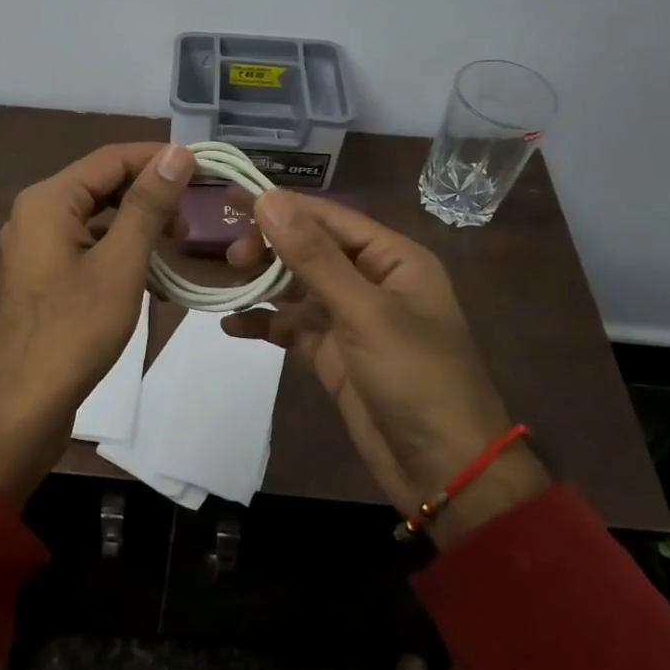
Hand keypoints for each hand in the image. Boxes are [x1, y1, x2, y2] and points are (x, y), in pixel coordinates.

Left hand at [0, 142, 193, 505]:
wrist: (19, 408)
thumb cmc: (73, 332)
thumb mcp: (119, 264)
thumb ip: (147, 205)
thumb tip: (177, 152)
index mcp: (47, 200)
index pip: (111, 158)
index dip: (159, 159)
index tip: (204, 172)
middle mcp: (34, 213)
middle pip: (101, 185)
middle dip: (148, 195)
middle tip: (190, 220)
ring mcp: (34, 247)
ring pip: (94, 218)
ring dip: (135, 225)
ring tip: (175, 244)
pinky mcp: (40, 277)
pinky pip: (84, 246)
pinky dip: (117, 250)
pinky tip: (148, 273)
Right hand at [222, 192, 548, 542]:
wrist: (444, 470)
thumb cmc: (415, 377)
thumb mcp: (364, 312)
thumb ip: (314, 256)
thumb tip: (269, 200)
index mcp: (392, 259)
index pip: (329, 218)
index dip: (282, 206)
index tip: (233, 200)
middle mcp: (372, 281)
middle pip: (311, 250)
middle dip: (270, 248)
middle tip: (232, 256)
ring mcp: (352, 320)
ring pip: (297, 289)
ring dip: (263, 285)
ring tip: (226, 285)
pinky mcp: (335, 355)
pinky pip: (293, 329)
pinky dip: (266, 325)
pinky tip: (232, 326)